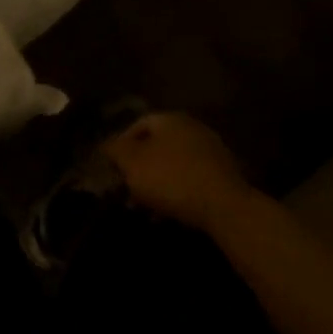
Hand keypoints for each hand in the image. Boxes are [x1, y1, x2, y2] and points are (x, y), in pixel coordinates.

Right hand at [100, 112, 253, 233]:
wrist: (225, 206)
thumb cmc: (171, 178)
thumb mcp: (132, 163)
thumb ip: (115, 150)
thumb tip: (107, 144)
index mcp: (170, 119)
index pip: (138, 125)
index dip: (121, 145)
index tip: (113, 168)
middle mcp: (192, 128)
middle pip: (157, 145)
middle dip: (139, 168)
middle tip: (127, 190)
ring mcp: (211, 151)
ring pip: (173, 165)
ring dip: (157, 183)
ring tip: (145, 207)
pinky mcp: (223, 175)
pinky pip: (191, 180)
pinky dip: (177, 193)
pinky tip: (168, 214)